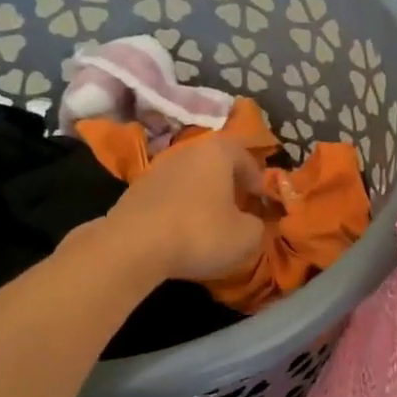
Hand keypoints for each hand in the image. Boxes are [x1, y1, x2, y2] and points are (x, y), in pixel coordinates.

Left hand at [103, 136, 265, 282]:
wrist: (133, 247)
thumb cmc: (200, 233)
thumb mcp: (246, 236)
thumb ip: (258, 225)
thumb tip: (252, 223)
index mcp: (217, 151)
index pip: (246, 157)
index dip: (258, 180)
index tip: (263, 201)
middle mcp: (187, 150)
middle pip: (216, 163)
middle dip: (230, 184)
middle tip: (240, 208)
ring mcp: (157, 168)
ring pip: (191, 178)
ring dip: (203, 196)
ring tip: (211, 222)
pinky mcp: (135, 191)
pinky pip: (169, 195)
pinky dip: (180, 207)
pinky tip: (183, 231)